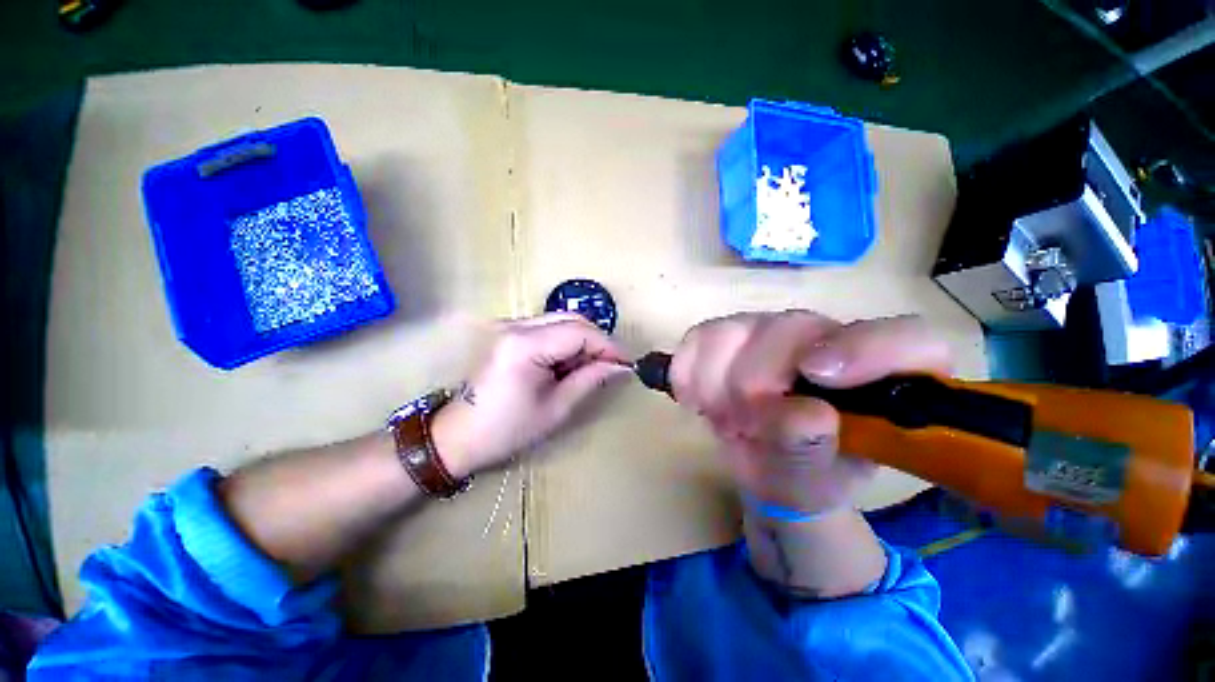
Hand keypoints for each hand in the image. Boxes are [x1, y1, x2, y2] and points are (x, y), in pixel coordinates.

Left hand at [431, 313, 631, 476]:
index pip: (580, 332)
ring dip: (582, 341)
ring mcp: (510, 326)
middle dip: (597, 341)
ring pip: (561, 320)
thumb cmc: (506, 430)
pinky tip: (567, 364)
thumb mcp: (555, 408)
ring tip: (589, 368)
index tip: (625, 364)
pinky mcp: (508, 333)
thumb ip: (590, 379)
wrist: (457, 436)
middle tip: (610, 366)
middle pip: (571, 319)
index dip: (608, 346)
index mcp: (526, 346)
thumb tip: (619, 366)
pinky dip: (566, 341)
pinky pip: (548, 327)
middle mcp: (517, 326)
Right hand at [669, 311, 951, 513]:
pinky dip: (689, 371)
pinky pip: (699, 338)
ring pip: (736, 330)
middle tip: (744, 427)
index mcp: (882, 376)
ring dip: (717, 384)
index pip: (905, 341)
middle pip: (792, 329)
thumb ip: (812, 454)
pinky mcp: (728, 333)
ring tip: (725, 419)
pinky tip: (695, 400)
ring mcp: (772, 329)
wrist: (762, 462)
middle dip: (756, 384)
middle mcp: (828, 338)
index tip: (815, 375)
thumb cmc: (804, 475)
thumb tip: (805, 416)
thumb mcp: (813, 483)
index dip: (863, 349)